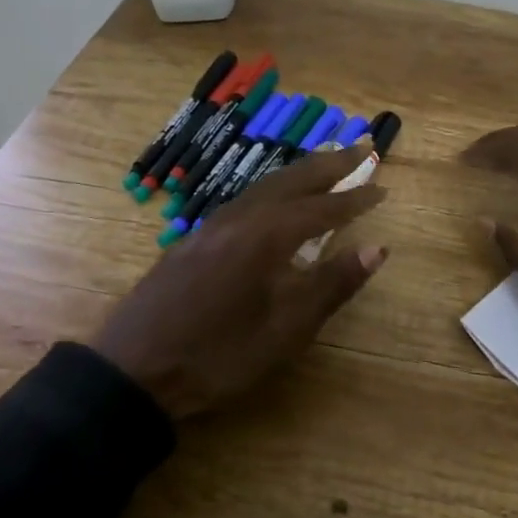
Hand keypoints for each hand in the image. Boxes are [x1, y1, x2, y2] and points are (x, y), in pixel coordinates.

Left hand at [89, 142, 389, 419]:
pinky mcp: (193, 240)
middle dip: (329, 164)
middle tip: (360, 149)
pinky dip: (273, 190)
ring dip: (299, 173)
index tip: (382, 185)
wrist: (135, 369)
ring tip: (324, 167)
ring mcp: (211, 225)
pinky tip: (274, 203)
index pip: (323, 207)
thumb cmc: (220, 355)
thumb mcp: (286, 329)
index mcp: (267, 234)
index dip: (355, 197)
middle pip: (292, 180)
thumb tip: (377, 248)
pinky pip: (245, 200)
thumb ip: (332, 284)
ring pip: (264, 185)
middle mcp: (240, 217)